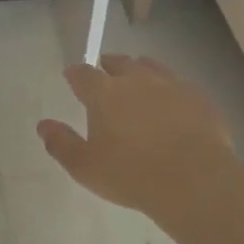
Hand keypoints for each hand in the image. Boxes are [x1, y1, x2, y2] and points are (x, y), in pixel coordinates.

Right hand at [37, 56, 238, 221]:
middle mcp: (137, 80)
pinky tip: (172, 100)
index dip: (75, 73)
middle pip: (120, 63)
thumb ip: (61, 143)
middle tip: (104, 70)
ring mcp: (172, 85)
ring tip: (137, 76)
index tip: (71, 75)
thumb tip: (44, 125)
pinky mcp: (199, 98)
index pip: (83, 74)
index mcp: (104, 94)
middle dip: (108, 65)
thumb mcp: (85, 167)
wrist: (194, 180)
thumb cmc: (131, 175)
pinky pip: (180, 83)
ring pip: (152, 67)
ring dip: (140, 69)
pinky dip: (170, 87)